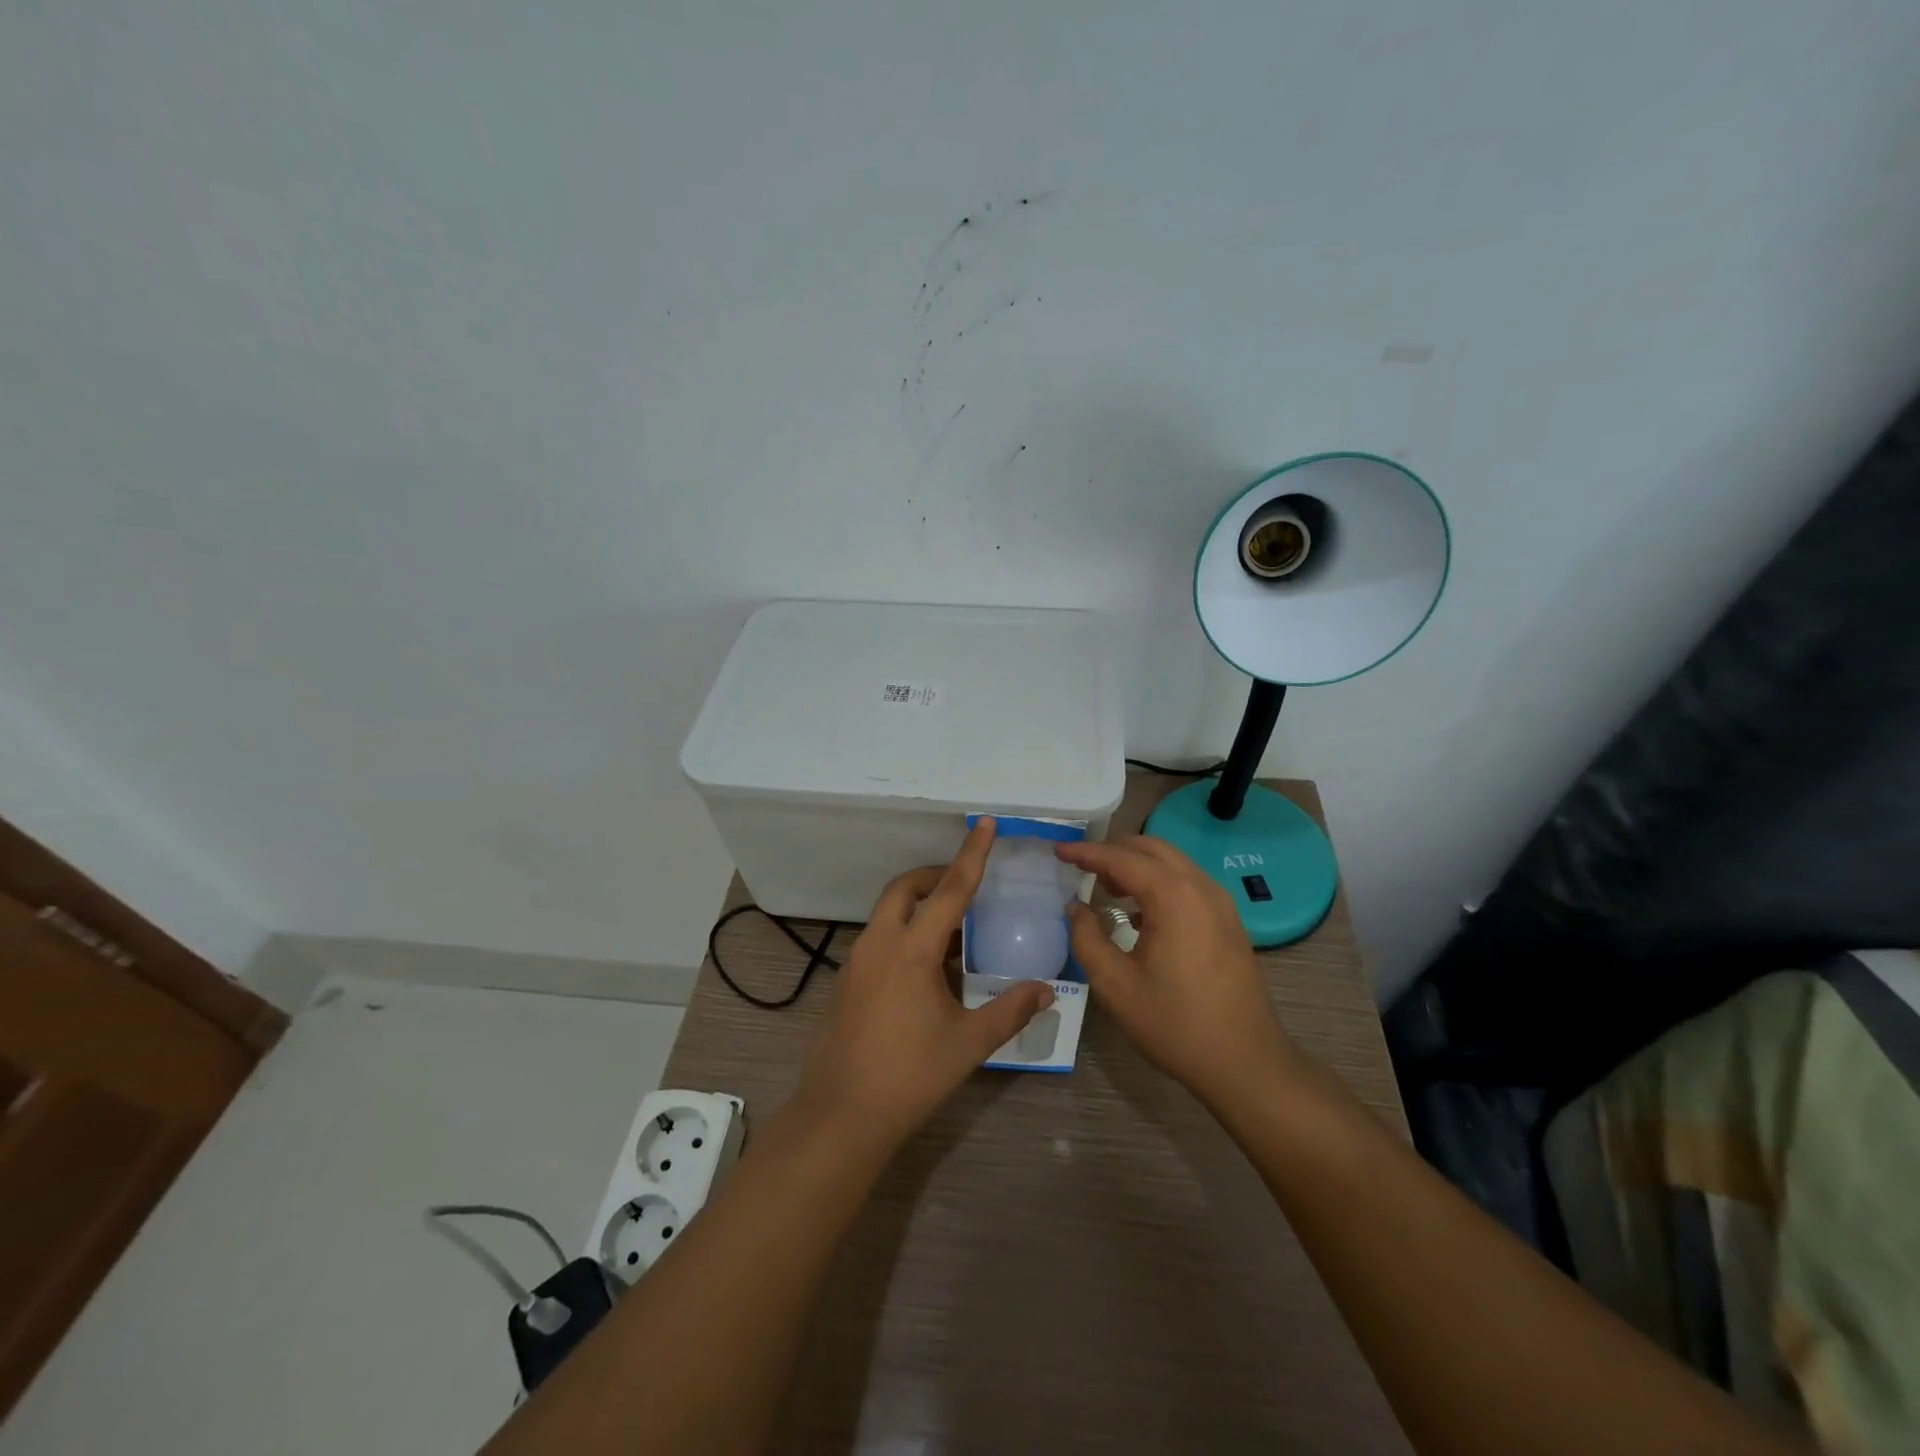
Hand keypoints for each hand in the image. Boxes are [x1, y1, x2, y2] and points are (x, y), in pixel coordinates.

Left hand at [796, 817, 1054, 1149]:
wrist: (841, 1115)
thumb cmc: (909, 1075)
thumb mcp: (968, 1043)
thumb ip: (1009, 1010)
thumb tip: (1045, 989)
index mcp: (912, 950)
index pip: (950, 890)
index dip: (972, 855)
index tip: (986, 824)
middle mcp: (879, 944)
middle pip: (906, 888)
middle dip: (935, 876)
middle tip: (965, 885)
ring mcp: (857, 961)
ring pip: (888, 914)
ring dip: (919, 909)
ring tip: (954, 935)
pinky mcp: (846, 981)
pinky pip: (879, 939)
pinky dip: (904, 935)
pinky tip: (926, 972)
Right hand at [1056, 835, 1301, 1110]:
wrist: (1245, 1063)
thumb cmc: (1175, 1024)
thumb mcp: (1115, 986)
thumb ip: (1087, 939)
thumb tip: (1076, 908)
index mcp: (1173, 896)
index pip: (1121, 858)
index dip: (1086, 852)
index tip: (1059, 851)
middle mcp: (1201, 887)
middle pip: (1151, 849)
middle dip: (1113, 851)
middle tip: (1080, 867)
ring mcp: (1220, 903)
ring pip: (1172, 863)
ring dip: (1136, 865)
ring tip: (1105, 886)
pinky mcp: (1228, 921)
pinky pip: (1187, 883)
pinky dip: (1158, 882)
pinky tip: (1138, 912)